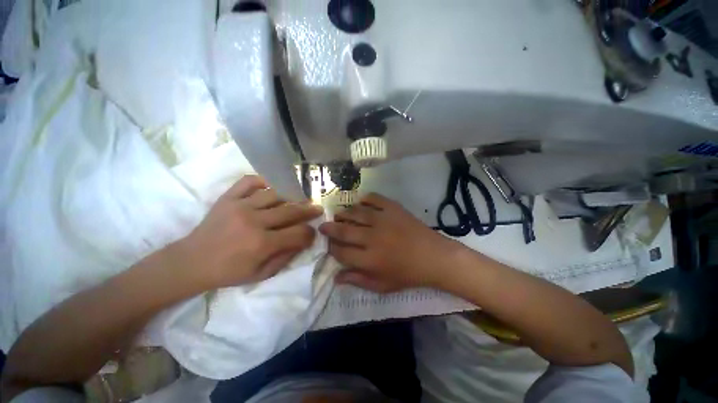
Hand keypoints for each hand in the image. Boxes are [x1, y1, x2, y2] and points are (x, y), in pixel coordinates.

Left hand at [173, 175, 323, 289]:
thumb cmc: (228, 272)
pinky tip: (272, 186)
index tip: (313, 232)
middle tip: (317, 208)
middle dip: (309, 210)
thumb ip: (286, 257)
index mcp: (261, 244)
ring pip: (275, 194)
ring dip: (291, 196)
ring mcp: (240, 206)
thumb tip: (303, 241)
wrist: (192, 261)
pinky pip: (250, 181)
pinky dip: (264, 181)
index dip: (310, 233)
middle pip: (291, 211)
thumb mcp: (261, 274)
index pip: (298, 233)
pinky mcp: (228, 197)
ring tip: (299, 198)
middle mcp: (254, 221)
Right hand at [319, 193, 459, 292]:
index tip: (328, 245)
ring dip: (344, 213)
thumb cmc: (408, 274)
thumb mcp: (383, 285)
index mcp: (369, 259)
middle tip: (323, 225)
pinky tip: (359, 201)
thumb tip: (335, 277)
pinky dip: (365, 198)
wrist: (434, 257)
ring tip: (338, 214)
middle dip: (330, 228)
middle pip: (344, 230)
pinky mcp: (393, 208)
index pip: (341, 252)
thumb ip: (358, 280)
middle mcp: (372, 237)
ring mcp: (383, 220)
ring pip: (355, 213)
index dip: (331, 248)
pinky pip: (374, 199)